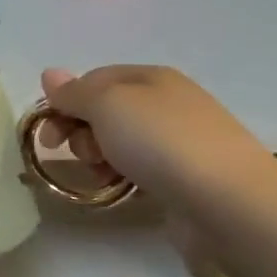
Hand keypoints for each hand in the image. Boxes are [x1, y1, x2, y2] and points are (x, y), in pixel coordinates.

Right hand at [37, 65, 271, 202]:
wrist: (228, 201)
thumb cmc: (161, 142)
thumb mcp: (107, 105)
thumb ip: (74, 92)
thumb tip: (50, 74)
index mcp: (150, 77)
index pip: (92, 80)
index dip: (64, 104)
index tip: (48, 136)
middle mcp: (165, 103)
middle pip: (103, 111)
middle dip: (80, 132)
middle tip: (78, 155)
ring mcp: (177, 140)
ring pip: (118, 142)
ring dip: (97, 157)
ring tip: (100, 176)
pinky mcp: (183, 176)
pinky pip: (138, 168)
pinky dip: (120, 177)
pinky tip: (118, 189)